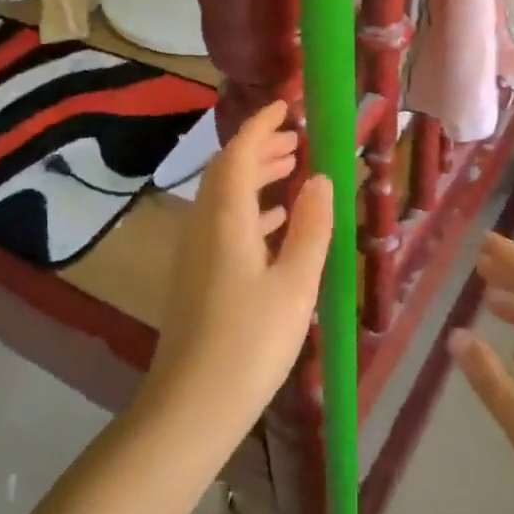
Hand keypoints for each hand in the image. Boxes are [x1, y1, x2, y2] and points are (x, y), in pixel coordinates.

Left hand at [141, 101, 333, 451]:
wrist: (192, 406)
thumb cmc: (250, 342)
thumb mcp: (295, 284)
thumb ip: (310, 228)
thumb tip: (320, 179)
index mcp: (226, 218)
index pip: (239, 152)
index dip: (261, 125)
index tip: (286, 107)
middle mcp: (203, 224)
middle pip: (228, 171)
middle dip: (260, 149)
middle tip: (297, 140)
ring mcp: (195, 251)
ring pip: (225, 197)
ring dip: (256, 178)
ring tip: (294, 172)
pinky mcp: (196, 276)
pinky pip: (224, 224)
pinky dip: (250, 210)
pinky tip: (276, 226)